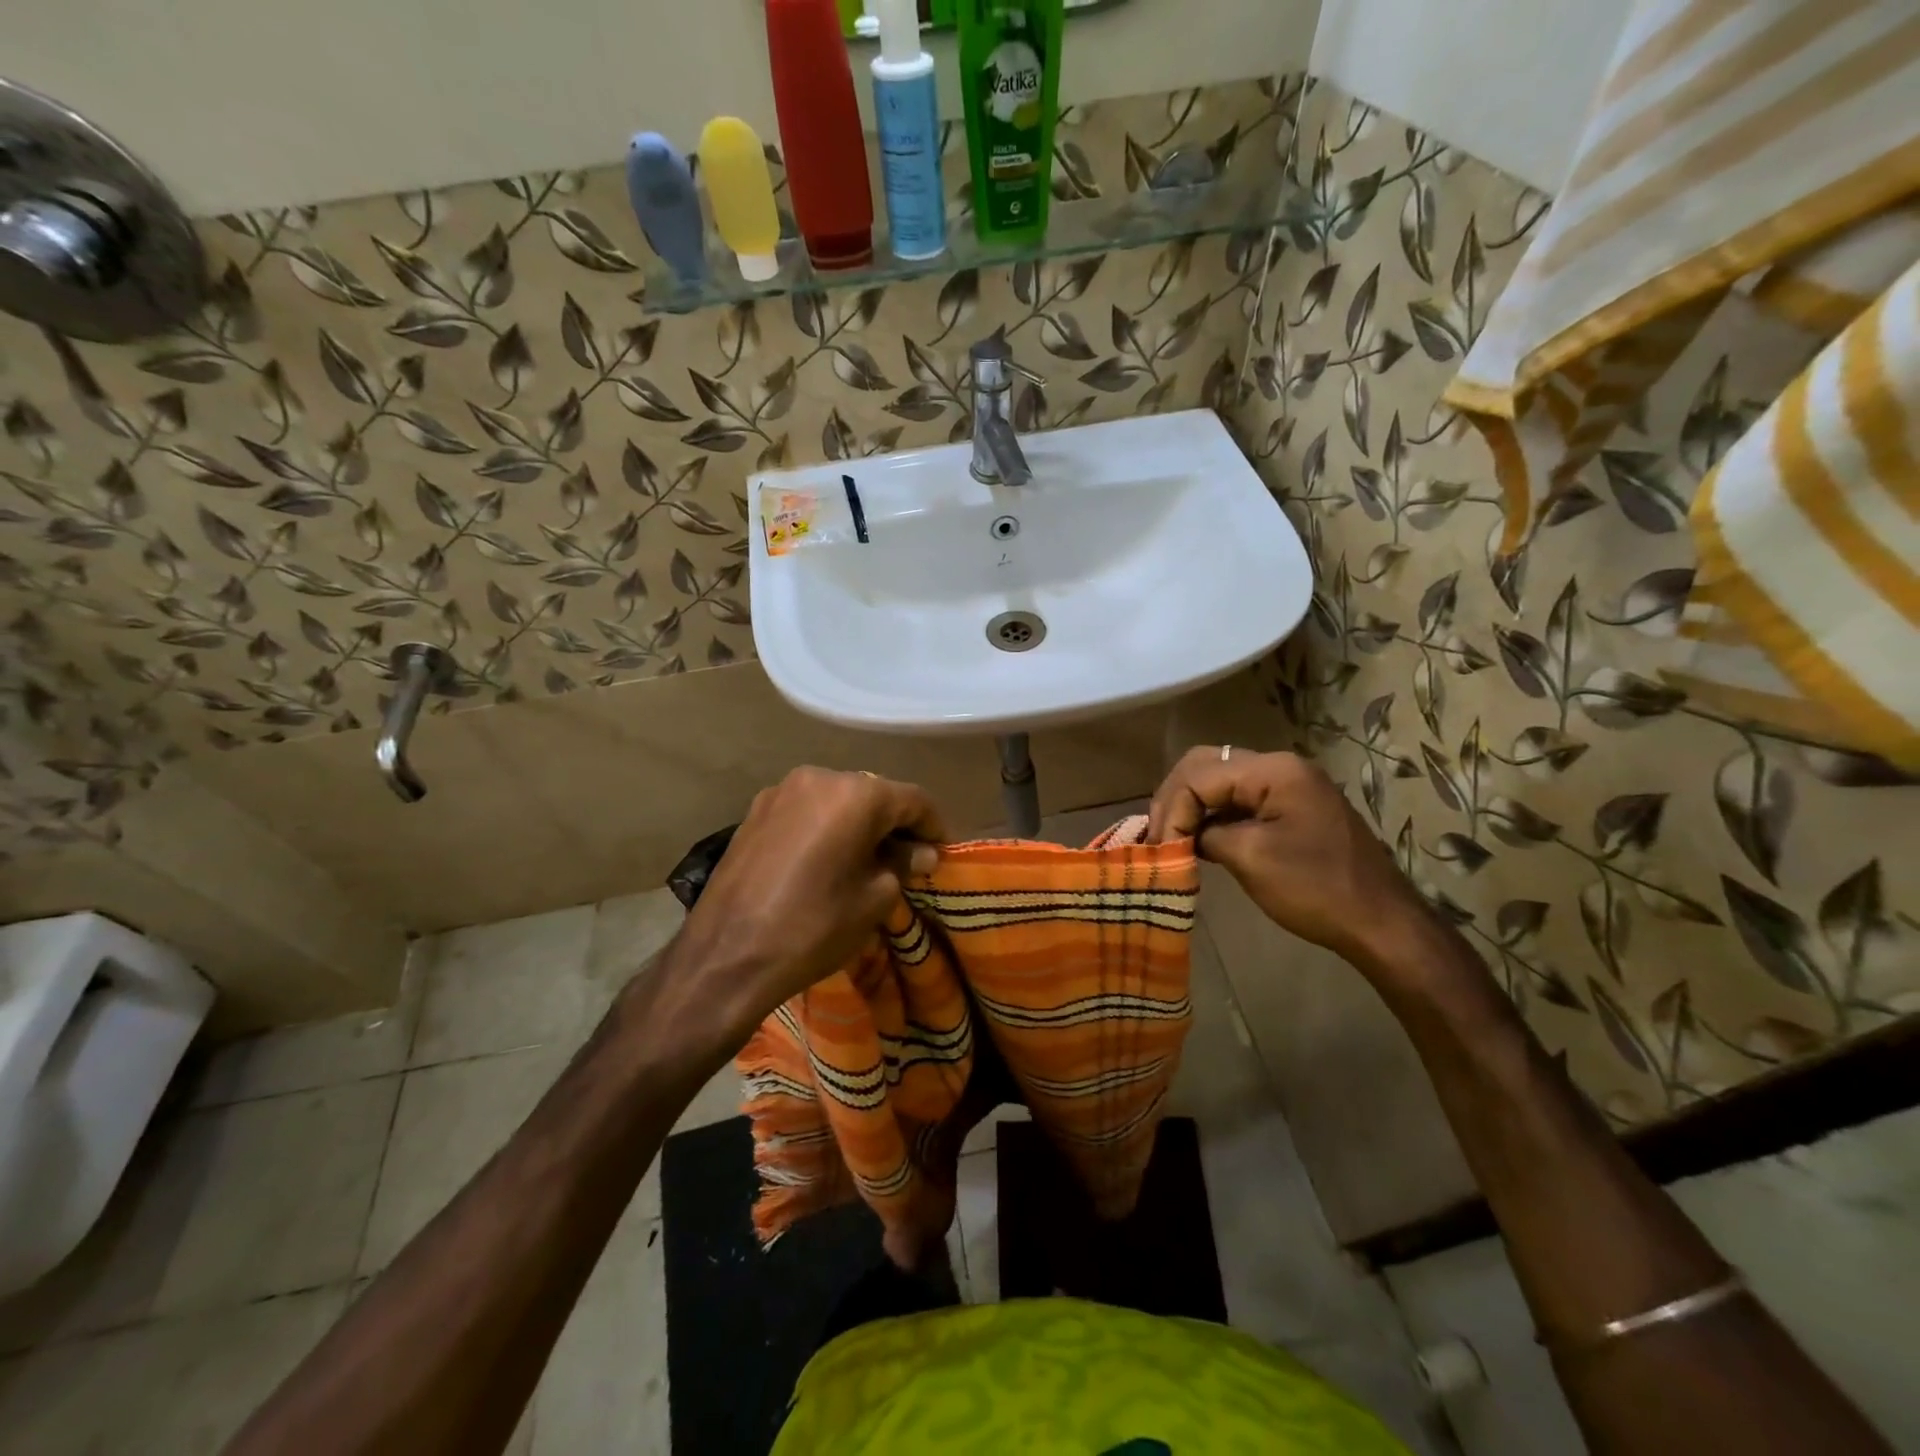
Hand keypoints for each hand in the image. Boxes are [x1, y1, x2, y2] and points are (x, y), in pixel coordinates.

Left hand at [664, 767, 945, 1039]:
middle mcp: (819, 777)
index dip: (933, 826)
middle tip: (906, 860)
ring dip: (857, 824)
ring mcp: (781, 791)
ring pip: (836, 800)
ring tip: (864, 861)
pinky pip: (806, 811)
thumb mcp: (873, 899)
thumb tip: (921, 853)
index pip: (912, 800)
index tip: (940, 853)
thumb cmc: (813, 926)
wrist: (726, 954)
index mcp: (856, 794)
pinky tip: (825, 860)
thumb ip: (902, 865)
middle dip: (894, 824)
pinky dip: (825, 828)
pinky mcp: (754, 811)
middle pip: (873, 794)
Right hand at [1148, 747, 1432, 971]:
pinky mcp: (1290, 805)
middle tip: (1157, 835)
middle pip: (1206, 764)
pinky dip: (1213, 813)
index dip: (1172, 808)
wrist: (1381, 922)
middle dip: (1175, 798)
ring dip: (1191, 804)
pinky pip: (1238, 797)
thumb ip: (1206, 834)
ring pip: (1219, 778)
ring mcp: (1288, 784)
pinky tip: (1197, 838)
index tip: (1159, 847)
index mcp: (1274, 770)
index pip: (1199, 774)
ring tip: (1170, 837)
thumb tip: (1180, 835)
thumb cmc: (1316, 889)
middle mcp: (1280, 765)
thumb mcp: (1250, 858)